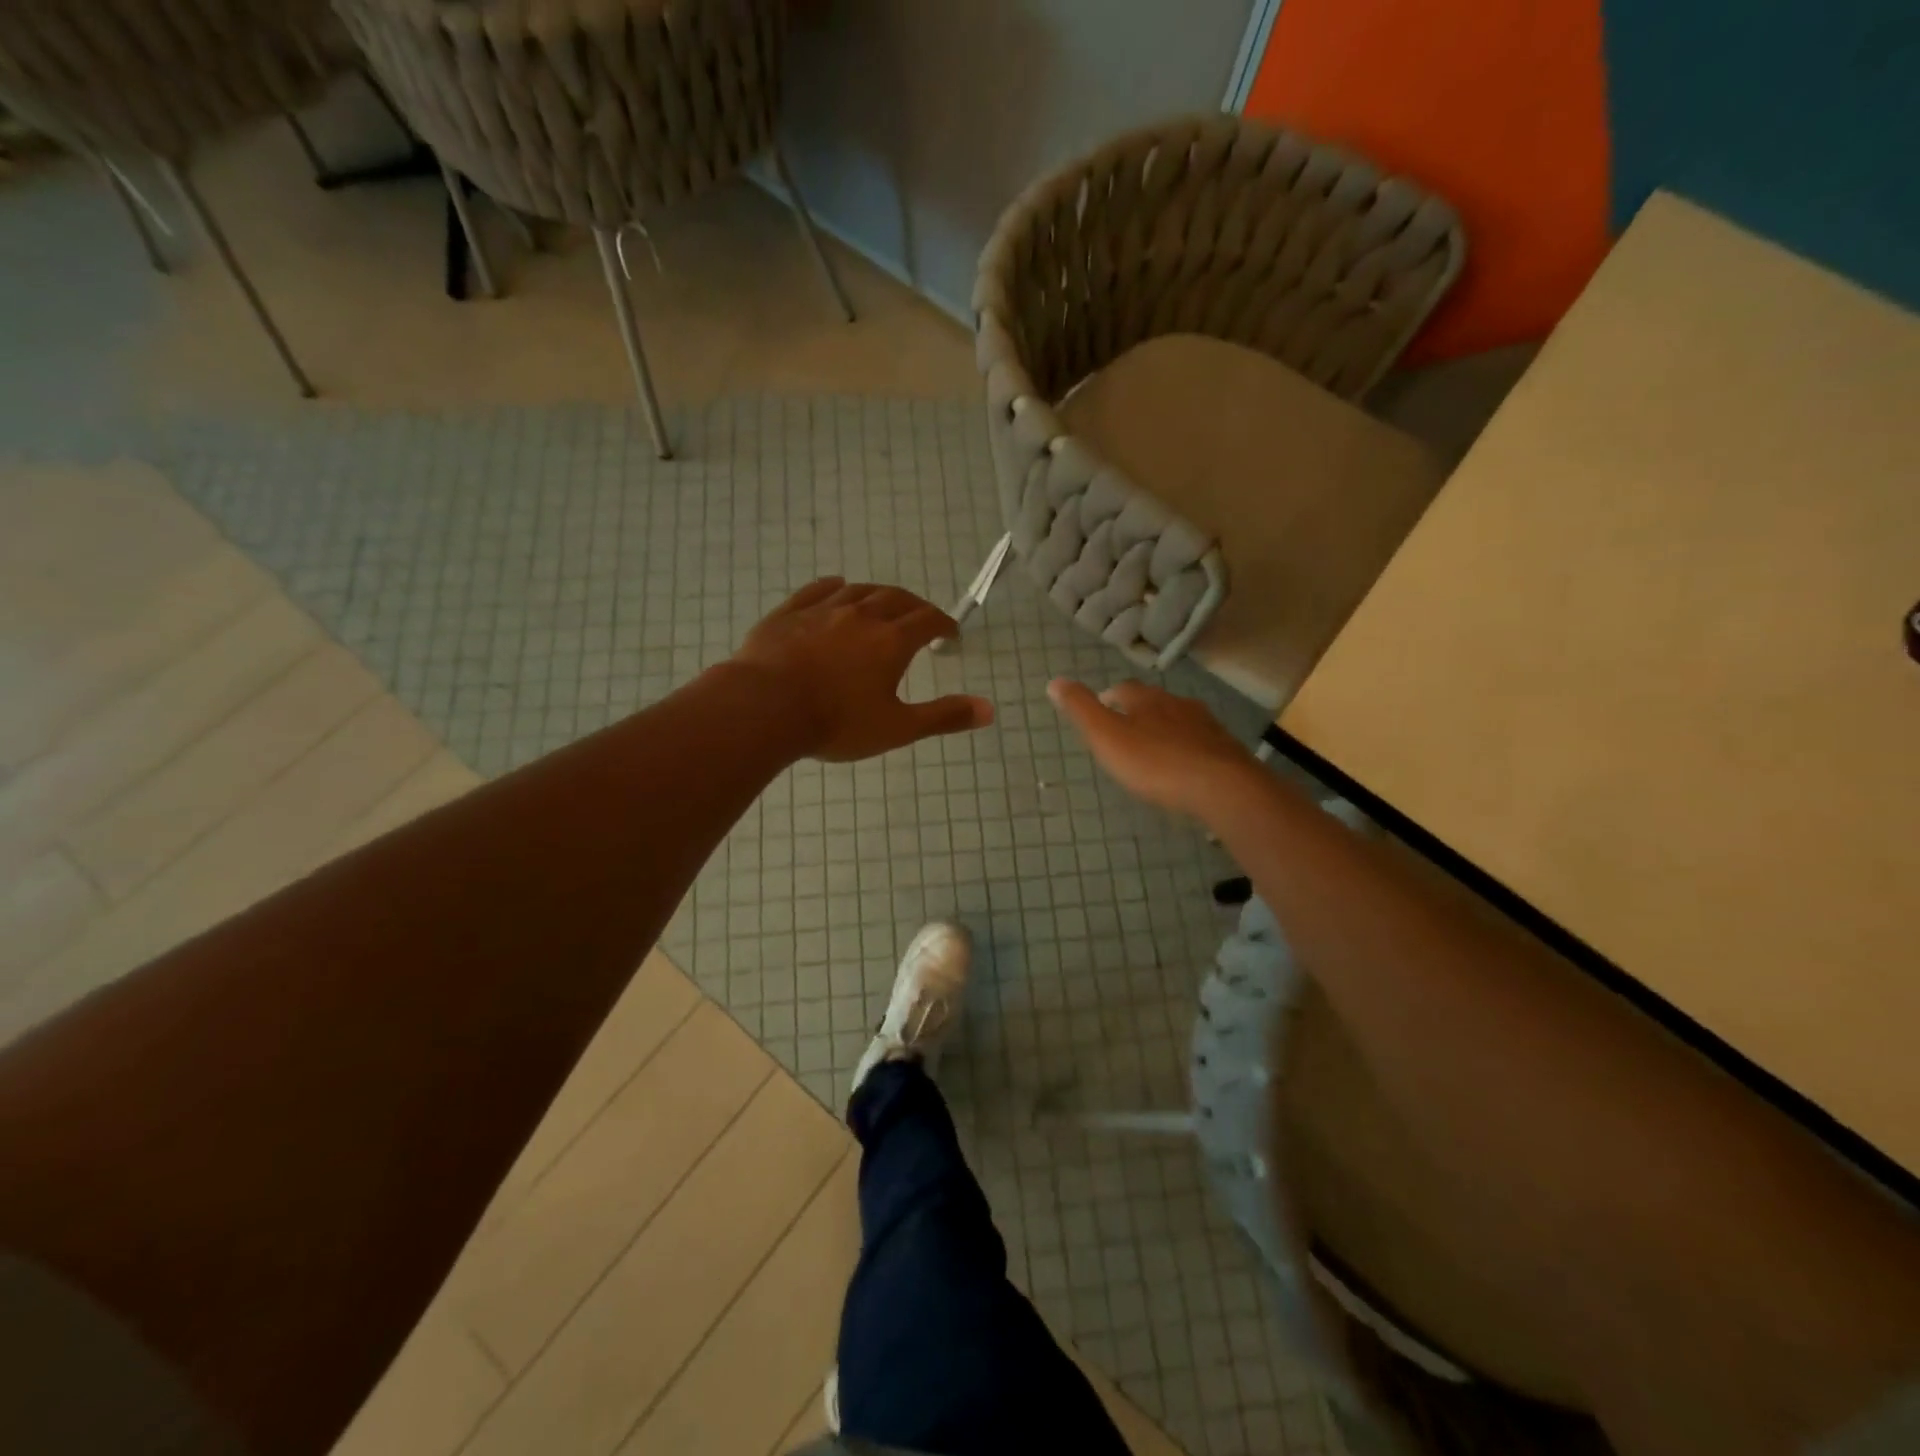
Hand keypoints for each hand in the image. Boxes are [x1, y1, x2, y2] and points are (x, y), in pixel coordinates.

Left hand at [733, 578, 993, 761]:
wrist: (765, 707)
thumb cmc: (836, 722)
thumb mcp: (897, 727)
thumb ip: (944, 716)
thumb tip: (990, 709)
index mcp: (891, 640)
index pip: (927, 620)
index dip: (943, 623)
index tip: (949, 633)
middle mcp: (861, 615)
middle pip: (896, 599)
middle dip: (914, 606)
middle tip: (921, 618)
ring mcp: (822, 610)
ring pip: (859, 591)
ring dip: (878, 595)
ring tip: (884, 603)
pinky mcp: (789, 613)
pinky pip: (817, 590)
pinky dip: (834, 587)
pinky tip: (838, 588)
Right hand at [1048, 678, 1257, 818]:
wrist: (1221, 786)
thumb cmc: (1155, 762)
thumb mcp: (1106, 737)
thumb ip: (1081, 710)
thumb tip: (1055, 681)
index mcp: (1146, 699)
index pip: (1124, 689)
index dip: (1110, 697)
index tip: (1101, 707)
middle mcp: (1177, 704)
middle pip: (1154, 702)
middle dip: (1139, 712)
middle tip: (1126, 730)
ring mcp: (1205, 726)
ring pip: (1179, 720)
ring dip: (1166, 729)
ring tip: (1154, 749)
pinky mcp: (1226, 749)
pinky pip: (1200, 743)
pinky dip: (1188, 749)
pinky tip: (1185, 767)